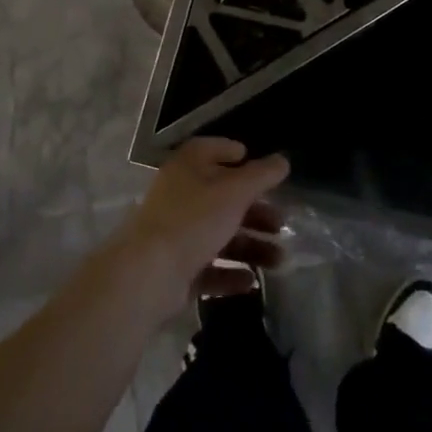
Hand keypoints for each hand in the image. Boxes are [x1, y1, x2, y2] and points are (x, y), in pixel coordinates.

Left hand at [111, 138, 289, 313]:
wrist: (148, 274)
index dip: (232, 153)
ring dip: (250, 246)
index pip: (209, 149)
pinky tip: (251, 282)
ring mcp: (176, 234)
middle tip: (281, 223)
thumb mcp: (235, 192)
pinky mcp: (175, 268)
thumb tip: (282, 160)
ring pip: (219, 235)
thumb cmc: (194, 220)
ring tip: (279, 260)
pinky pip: (208, 267)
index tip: (259, 166)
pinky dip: (230, 273)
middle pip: (222, 198)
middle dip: (255, 211)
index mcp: (187, 168)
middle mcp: (179, 196)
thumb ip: (261, 175)